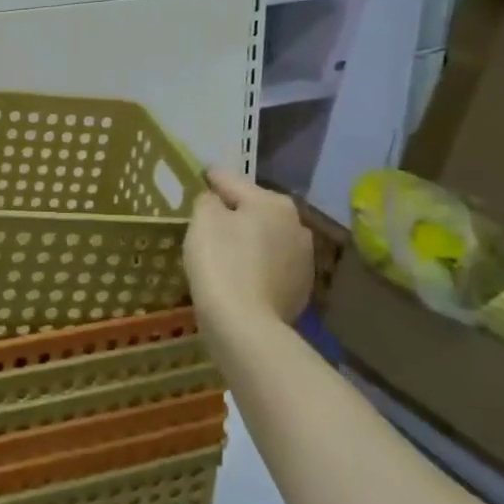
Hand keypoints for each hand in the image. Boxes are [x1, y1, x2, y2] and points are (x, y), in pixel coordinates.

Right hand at [184, 167, 314, 339]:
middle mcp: (296, 224)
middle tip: (207, 222)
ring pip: (266, 239)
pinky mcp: (301, 289)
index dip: (210, 179)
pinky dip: (256, 267)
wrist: (246, 326)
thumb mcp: (203, 220)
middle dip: (234, 212)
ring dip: (248, 240)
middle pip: (254, 210)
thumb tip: (216, 201)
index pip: (231, 181)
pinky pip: (271, 267)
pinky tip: (239, 278)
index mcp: (273, 202)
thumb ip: (208, 200)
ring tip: (224, 252)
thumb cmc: (221, 263)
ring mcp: (304, 259)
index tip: (199, 177)